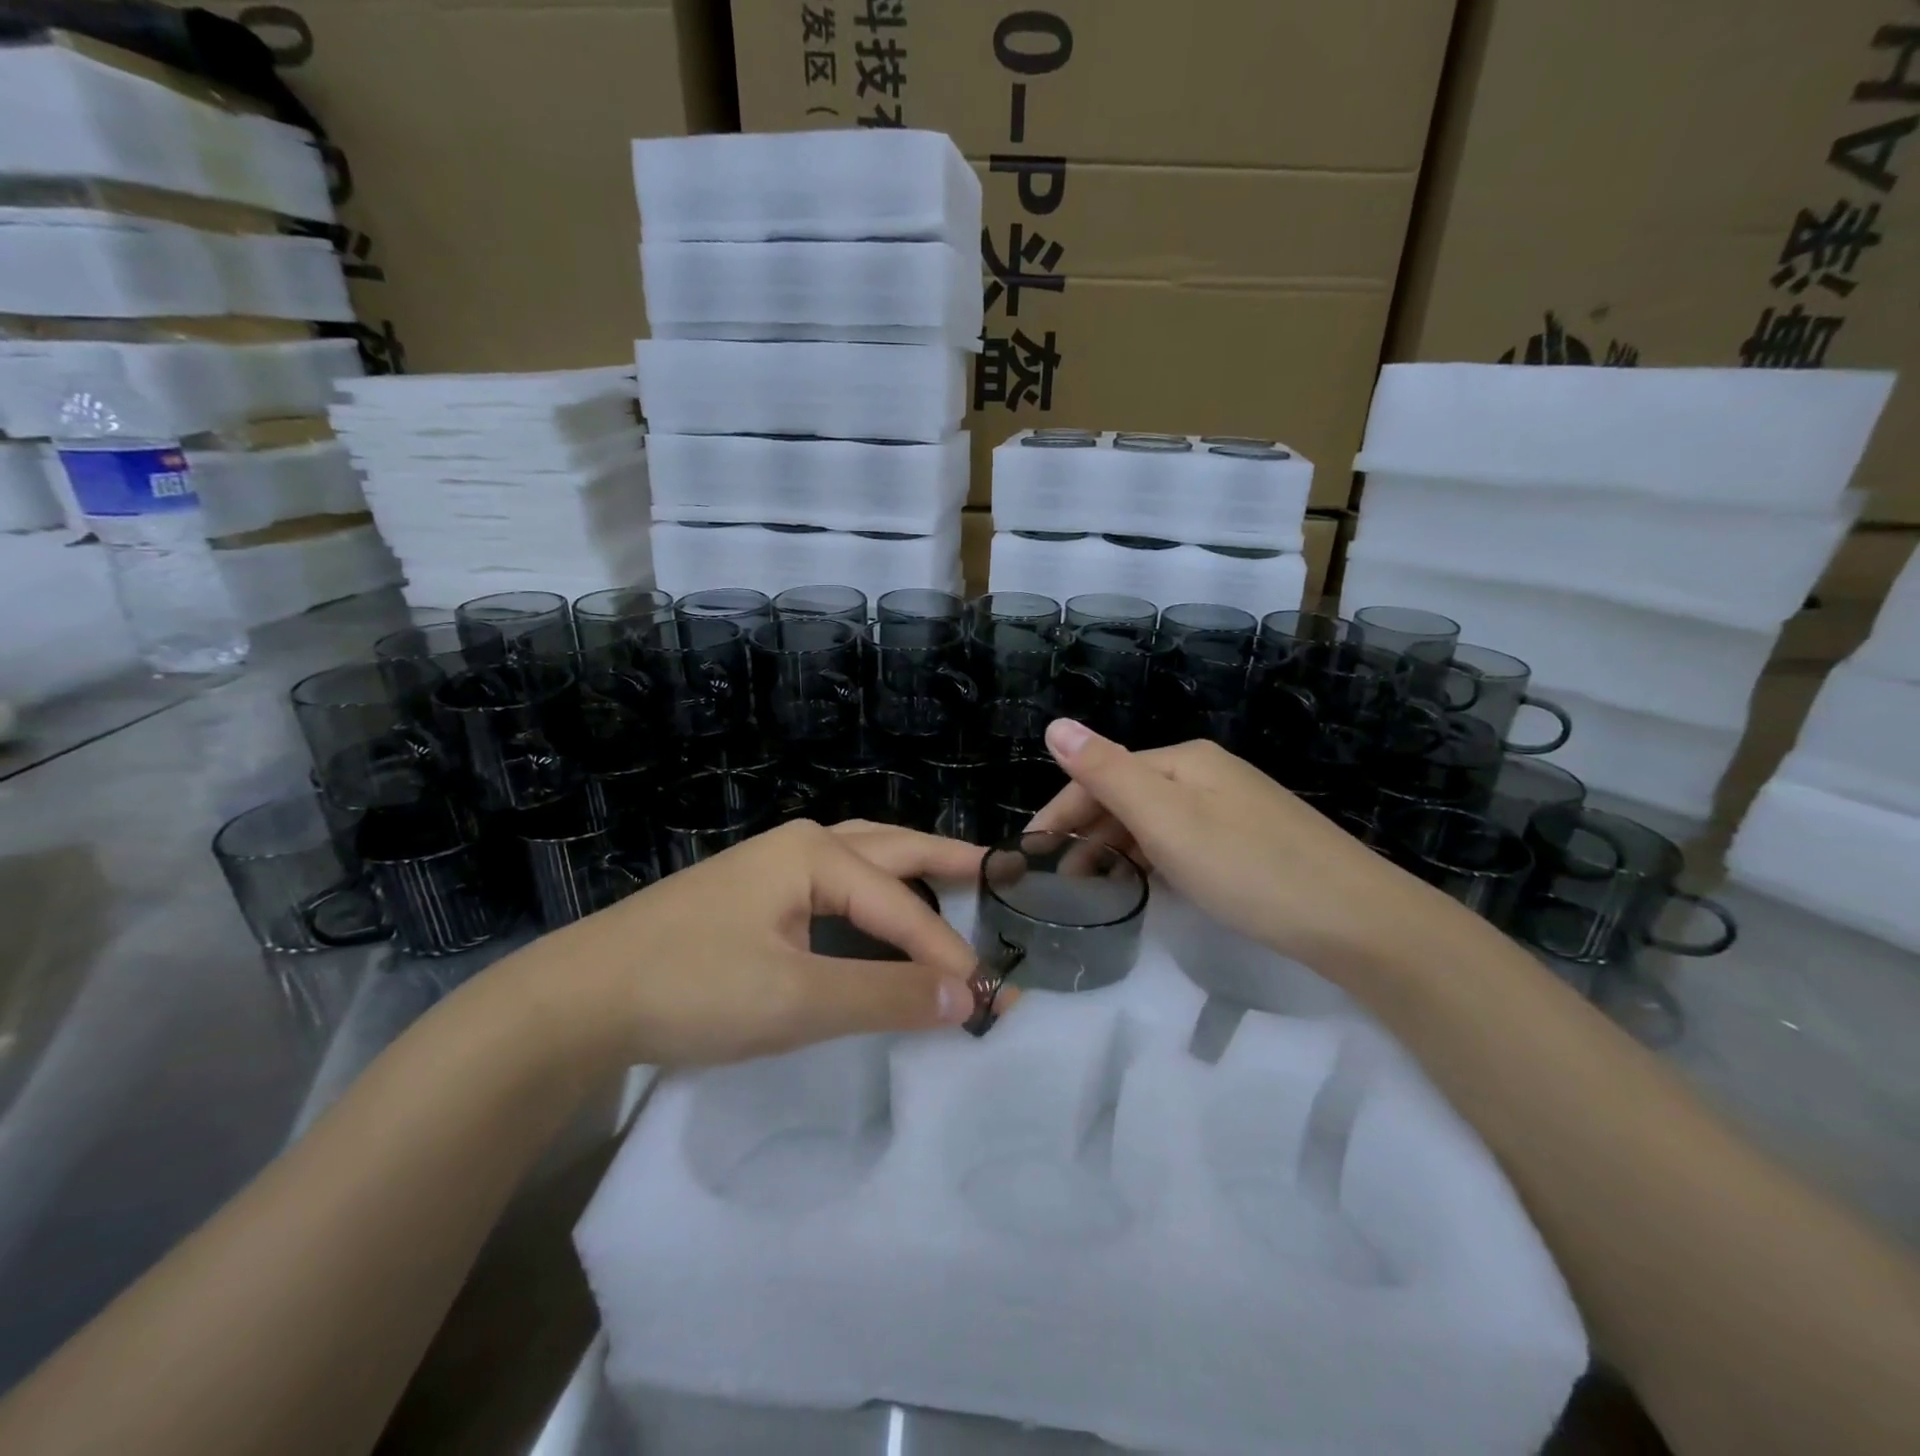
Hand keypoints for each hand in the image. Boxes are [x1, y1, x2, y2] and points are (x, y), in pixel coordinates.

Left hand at [521, 819, 985, 1067]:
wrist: (576, 998)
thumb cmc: (692, 987)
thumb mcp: (796, 998)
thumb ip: (884, 995)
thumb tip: (965, 998)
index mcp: (816, 855)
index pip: (903, 907)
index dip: (949, 954)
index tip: (989, 1000)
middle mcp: (799, 847)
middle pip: (892, 849)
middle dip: (947, 862)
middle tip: (998, 871)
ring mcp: (770, 868)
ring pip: (861, 860)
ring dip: (909, 871)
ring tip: (951, 879)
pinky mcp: (751, 897)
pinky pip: (833, 884)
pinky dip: (872, 893)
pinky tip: (875, 912)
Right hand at [1027, 719, 1441, 968]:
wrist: (1356, 919)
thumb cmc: (1247, 867)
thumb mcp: (1166, 819)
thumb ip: (1107, 771)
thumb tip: (1056, 724)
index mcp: (1183, 760)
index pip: (1101, 774)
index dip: (1060, 811)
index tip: (1030, 855)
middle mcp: (1207, 774)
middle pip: (1127, 795)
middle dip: (1087, 832)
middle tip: (1060, 882)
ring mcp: (1233, 807)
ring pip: (1155, 821)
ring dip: (1118, 849)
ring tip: (1094, 890)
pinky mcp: (1251, 841)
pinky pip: (1182, 842)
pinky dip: (1153, 860)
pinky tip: (1149, 887)